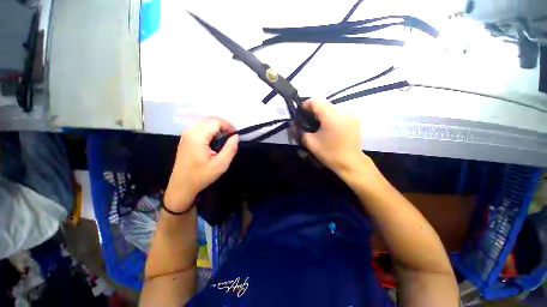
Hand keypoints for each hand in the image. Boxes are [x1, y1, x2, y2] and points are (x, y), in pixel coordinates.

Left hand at [164, 118, 238, 211]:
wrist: (181, 186)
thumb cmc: (201, 176)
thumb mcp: (220, 165)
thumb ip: (230, 148)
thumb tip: (236, 136)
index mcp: (197, 136)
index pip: (216, 122)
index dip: (228, 126)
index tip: (235, 136)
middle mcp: (190, 131)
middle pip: (210, 120)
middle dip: (224, 126)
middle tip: (232, 137)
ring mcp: (186, 134)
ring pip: (206, 123)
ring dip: (218, 128)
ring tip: (225, 140)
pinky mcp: (186, 138)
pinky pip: (201, 128)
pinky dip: (211, 131)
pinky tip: (215, 141)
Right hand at [302, 98, 363, 173]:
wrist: (351, 163)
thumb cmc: (330, 153)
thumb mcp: (311, 143)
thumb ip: (301, 132)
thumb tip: (295, 125)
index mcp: (331, 116)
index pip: (315, 101)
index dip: (305, 105)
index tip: (300, 113)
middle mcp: (342, 111)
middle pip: (324, 104)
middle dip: (313, 110)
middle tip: (307, 120)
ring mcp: (351, 114)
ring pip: (332, 108)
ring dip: (322, 113)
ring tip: (317, 124)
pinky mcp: (355, 119)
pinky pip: (339, 113)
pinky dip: (331, 117)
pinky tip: (328, 127)